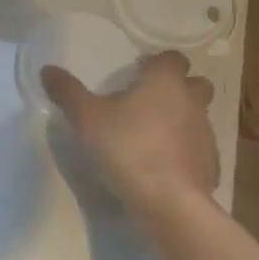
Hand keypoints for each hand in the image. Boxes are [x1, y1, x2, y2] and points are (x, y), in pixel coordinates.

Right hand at [42, 50, 218, 214]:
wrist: (167, 200)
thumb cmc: (126, 147)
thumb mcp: (85, 118)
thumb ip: (67, 92)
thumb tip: (48, 69)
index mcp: (165, 82)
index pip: (172, 58)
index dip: (157, 64)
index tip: (137, 74)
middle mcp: (192, 102)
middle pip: (195, 85)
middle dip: (178, 89)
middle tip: (148, 103)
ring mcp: (206, 134)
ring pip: (198, 117)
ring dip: (180, 121)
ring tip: (151, 137)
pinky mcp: (210, 165)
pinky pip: (198, 151)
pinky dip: (184, 153)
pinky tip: (162, 168)